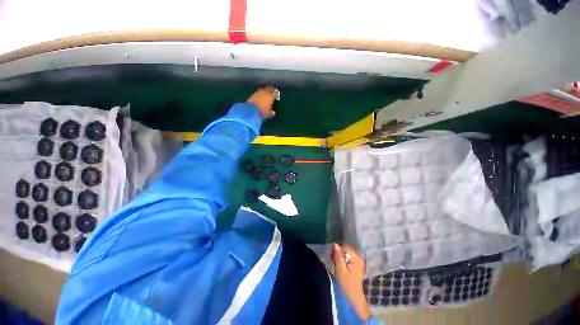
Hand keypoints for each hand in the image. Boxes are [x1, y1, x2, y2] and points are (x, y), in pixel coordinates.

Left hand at [246, 85, 277, 118]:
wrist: (251, 111)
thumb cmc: (262, 112)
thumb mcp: (268, 114)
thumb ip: (271, 113)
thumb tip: (273, 113)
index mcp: (270, 97)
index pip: (275, 93)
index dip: (276, 93)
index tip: (277, 94)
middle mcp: (264, 93)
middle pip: (268, 88)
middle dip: (270, 89)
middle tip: (271, 91)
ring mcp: (258, 93)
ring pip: (262, 89)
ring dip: (264, 91)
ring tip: (264, 93)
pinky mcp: (252, 95)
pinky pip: (257, 93)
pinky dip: (258, 94)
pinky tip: (258, 97)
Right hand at [332, 244, 370, 319]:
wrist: (353, 297)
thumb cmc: (346, 284)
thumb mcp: (340, 270)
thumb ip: (338, 256)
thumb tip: (335, 244)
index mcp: (356, 258)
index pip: (345, 247)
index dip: (337, 250)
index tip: (332, 256)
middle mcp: (359, 257)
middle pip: (346, 249)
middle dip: (339, 253)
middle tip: (333, 260)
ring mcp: (359, 261)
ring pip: (346, 253)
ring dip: (340, 256)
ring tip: (336, 264)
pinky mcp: (357, 265)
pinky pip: (348, 257)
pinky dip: (343, 259)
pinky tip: (340, 266)